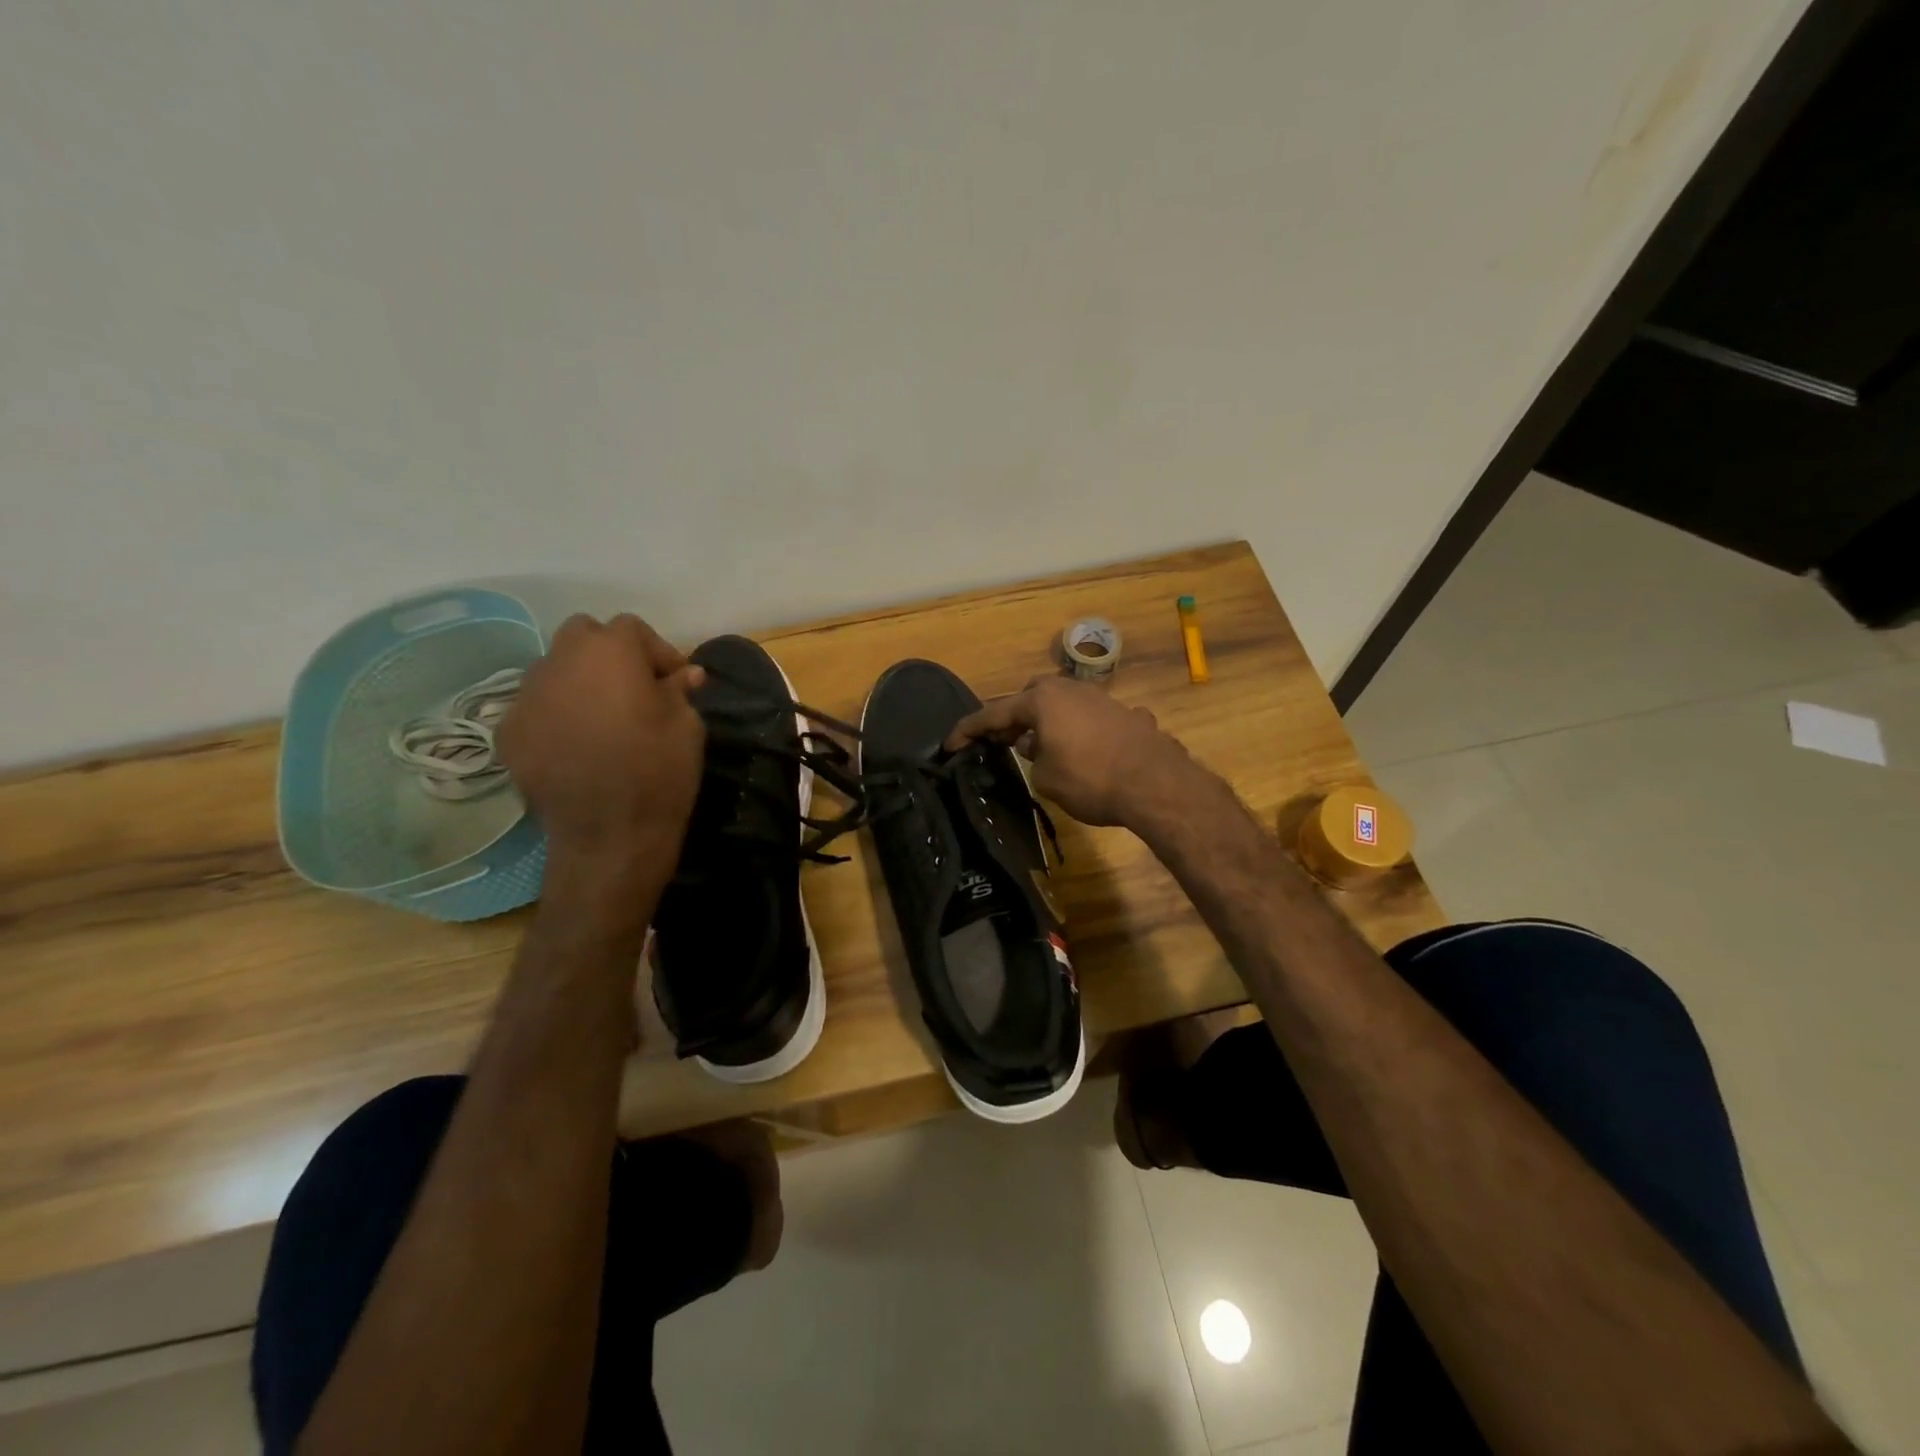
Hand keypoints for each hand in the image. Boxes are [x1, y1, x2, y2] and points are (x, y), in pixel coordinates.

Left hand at [497, 614, 705, 897]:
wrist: (610, 836)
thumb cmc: (659, 771)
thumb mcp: (687, 725)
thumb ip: (679, 690)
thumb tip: (684, 675)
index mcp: (608, 652)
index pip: (631, 627)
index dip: (658, 651)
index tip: (676, 681)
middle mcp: (558, 662)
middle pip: (583, 635)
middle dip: (609, 653)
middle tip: (634, 688)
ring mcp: (526, 697)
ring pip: (554, 669)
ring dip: (580, 681)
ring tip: (602, 716)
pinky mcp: (508, 733)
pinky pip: (536, 707)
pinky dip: (556, 714)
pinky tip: (576, 744)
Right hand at [944, 676, 1206, 827]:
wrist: (1155, 784)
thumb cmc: (1090, 780)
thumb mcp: (1046, 778)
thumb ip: (1032, 758)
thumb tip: (1035, 745)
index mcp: (1041, 700)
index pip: (993, 713)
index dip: (968, 731)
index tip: (950, 745)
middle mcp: (1070, 689)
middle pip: (1030, 699)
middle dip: (1014, 718)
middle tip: (1004, 742)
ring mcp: (1101, 698)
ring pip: (1063, 705)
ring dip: (1048, 723)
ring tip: (1043, 749)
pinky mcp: (1125, 713)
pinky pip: (1092, 719)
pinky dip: (1082, 732)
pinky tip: (1088, 752)